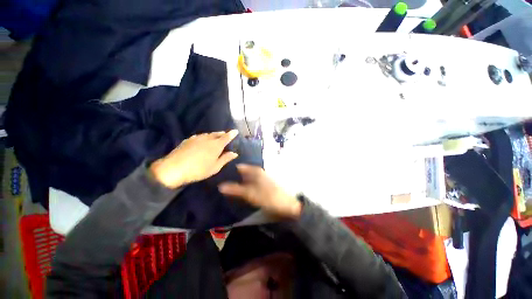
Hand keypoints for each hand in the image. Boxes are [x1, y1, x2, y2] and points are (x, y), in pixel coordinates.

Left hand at [150, 130, 238, 188]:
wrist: (174, 168)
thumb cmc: (198, 169)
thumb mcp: (215, 167)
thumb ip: (225, 159)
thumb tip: (235, 153)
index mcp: (216, 145)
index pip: (226, 137)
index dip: (232, 134)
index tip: (235, 131)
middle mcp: (207, 139)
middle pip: (217, 134)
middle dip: (222, 133)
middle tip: (226, 134)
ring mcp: (197, 138)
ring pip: (208, 134)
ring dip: (213, 135)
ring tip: (216, 136)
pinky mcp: (188, 140)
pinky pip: (199, 136)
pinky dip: (204, 137)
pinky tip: (202, 140)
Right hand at [218, 164, 301, 218]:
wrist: (285, 204)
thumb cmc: (268, 196)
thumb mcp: (250, 193)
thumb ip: (235, 189)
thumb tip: (220, 186)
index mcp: (255, 171)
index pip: (239, 167)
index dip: (229, 170)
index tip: (218, 174)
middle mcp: (257, 172)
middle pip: (241, 173)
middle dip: (232, 177)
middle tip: (220, 182)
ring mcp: (260, 179)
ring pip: (245, 178)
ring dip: (237, 182)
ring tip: (225, 187)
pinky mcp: (261, 186)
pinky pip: (249, 184)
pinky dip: (243, 186)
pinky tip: (238, 192)